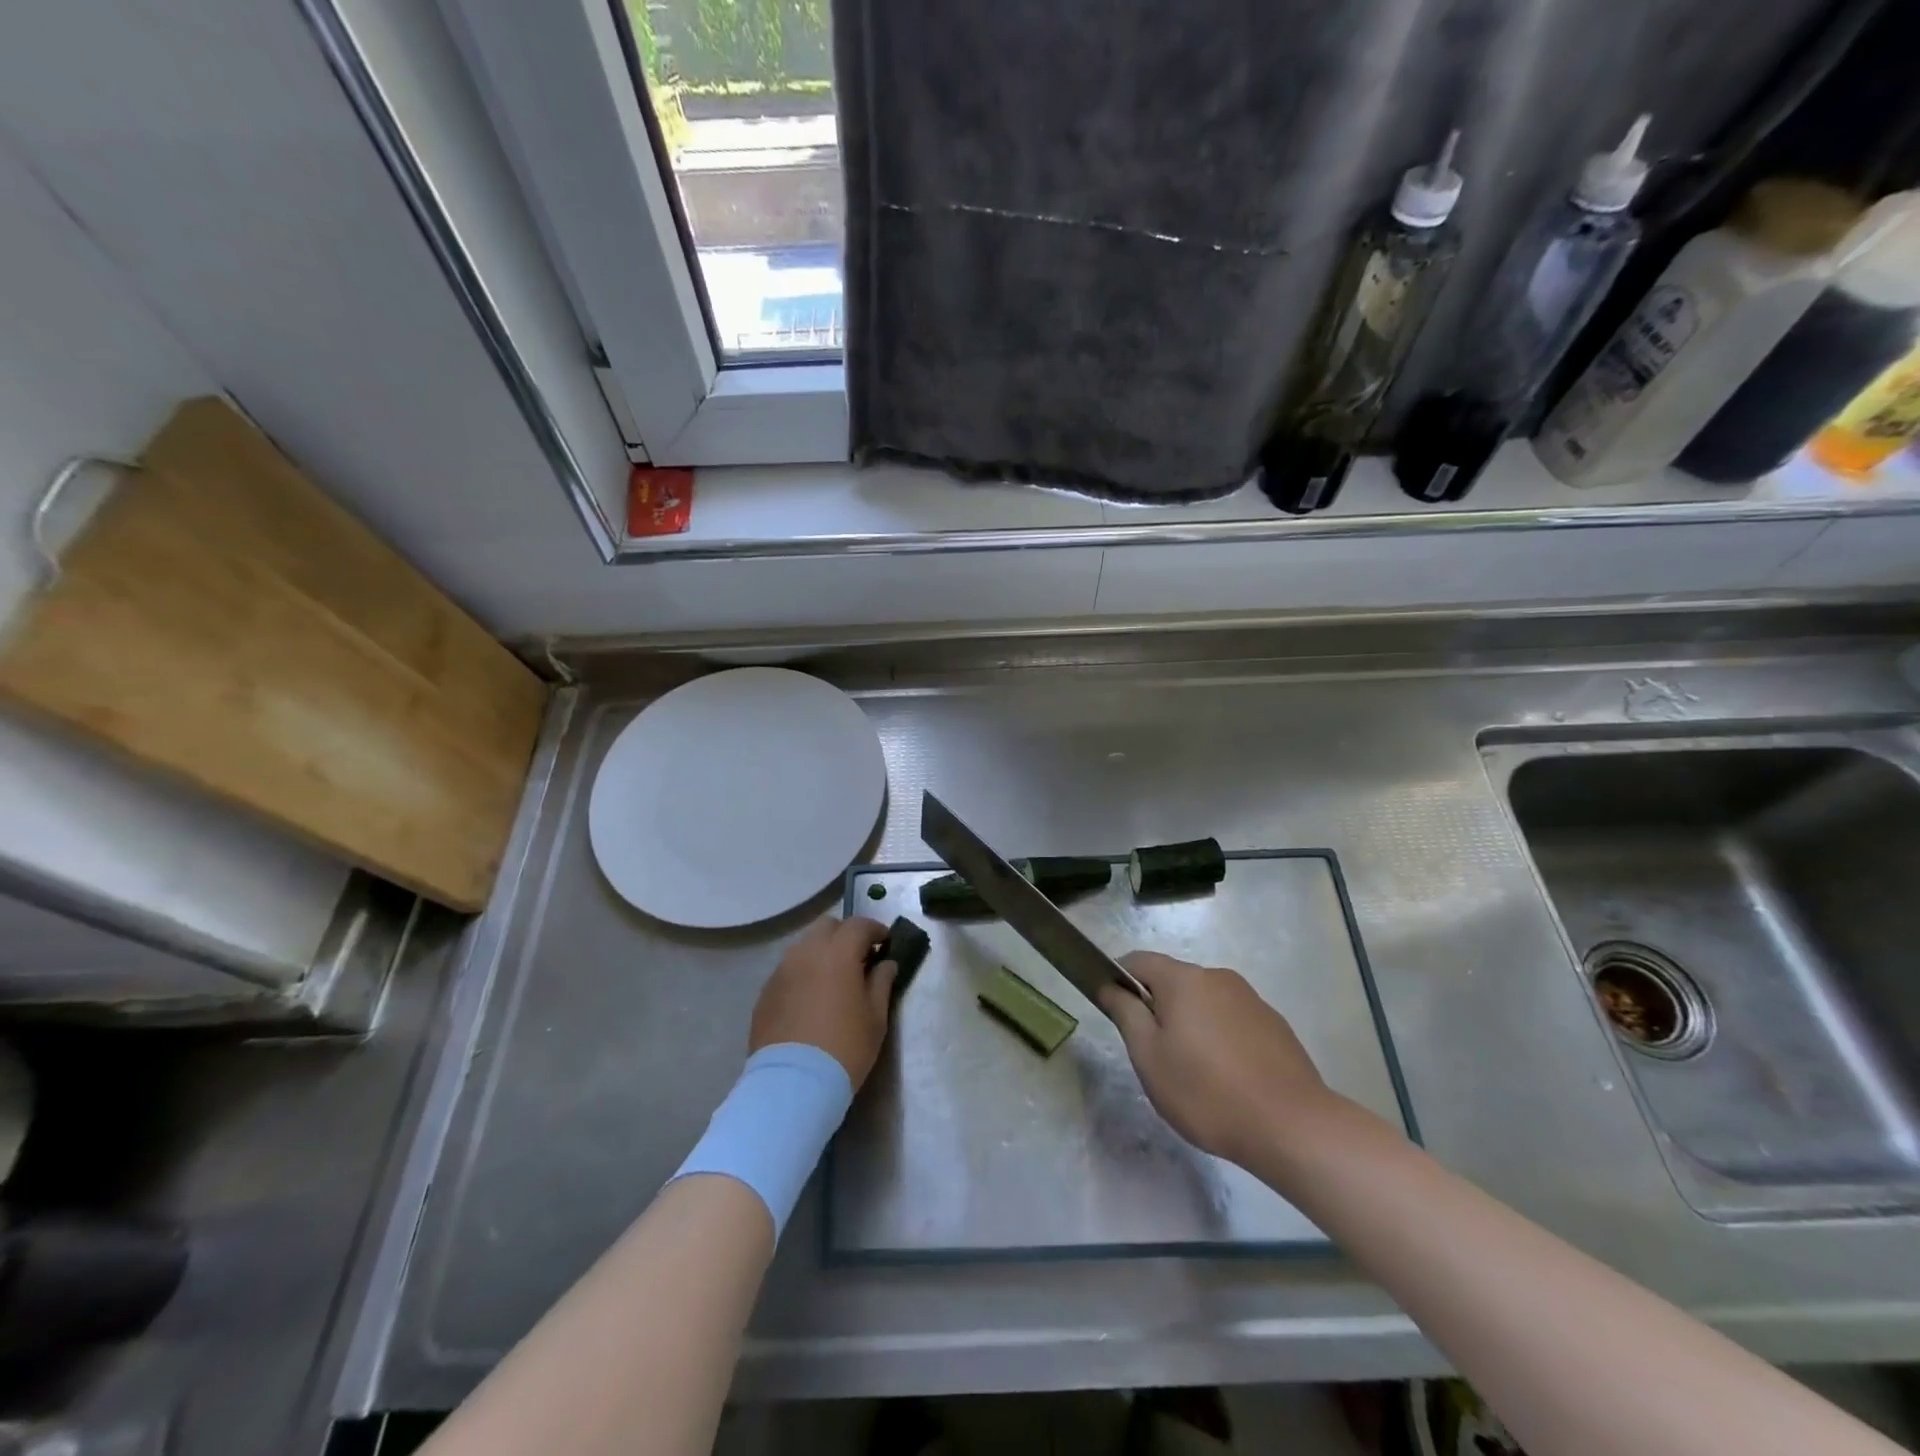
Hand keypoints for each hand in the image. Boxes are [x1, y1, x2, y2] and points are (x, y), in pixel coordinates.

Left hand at [750, 915, 894, 1089]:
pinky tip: (810, 998)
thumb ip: (882, 983)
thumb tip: (886, 964)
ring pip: (804, 946)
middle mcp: (806, 952)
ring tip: (833, 978)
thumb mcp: (875, 1017)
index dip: (875, 930)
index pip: (858, 925)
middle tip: (859, 957)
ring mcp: (781, 971)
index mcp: (837, 953)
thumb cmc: (845, 1048)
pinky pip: (788, 970)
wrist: (793, 1084)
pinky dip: (803, 973)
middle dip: (845, 934)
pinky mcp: (765, 992)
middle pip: (827, 926)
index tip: (885, 943)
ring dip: (822, 952)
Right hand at [1098, 951, 1337, 1167]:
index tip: (1114, 1011)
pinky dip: (1220, 1037)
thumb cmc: (1207, 1092)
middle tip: (1153, 1054)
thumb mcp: (1149, 1056)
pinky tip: (1227, 1078)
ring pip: (1204, 1002)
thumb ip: (1125, 1013)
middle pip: (1173, 981)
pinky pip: (1231, 1020)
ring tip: (1193, 1073)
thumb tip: (1110, 985)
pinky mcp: (1274, 1024)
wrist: (1293, 1127)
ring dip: (1190, 1024)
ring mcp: (1250, 999)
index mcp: (1184, 979)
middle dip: (1157, 1007)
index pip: (1139, 961)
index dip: (1119, 979)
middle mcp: (1218, 977)